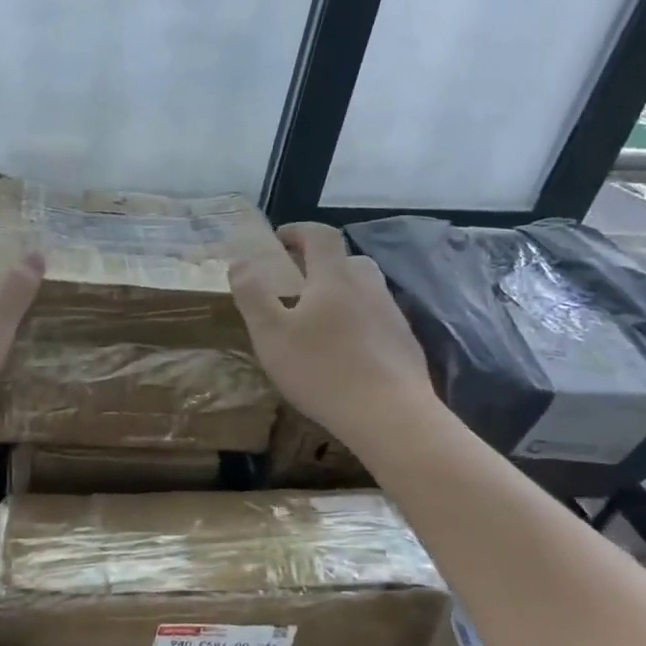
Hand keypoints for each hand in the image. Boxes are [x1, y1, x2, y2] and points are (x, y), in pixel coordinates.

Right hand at [228, 221, 433, 435]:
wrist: (389, 415)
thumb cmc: (321, 370)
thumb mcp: (271, 333)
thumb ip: (252, 294)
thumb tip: (239, 261)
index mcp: (334, 278)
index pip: (320, 236)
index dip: (298, 231)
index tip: (278, 240)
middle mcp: (368, 287)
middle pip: (347, 260)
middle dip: (321, 264)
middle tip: (297, 284)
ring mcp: (392, 315)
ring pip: (365, 290)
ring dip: (341, 293)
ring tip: (319, 320)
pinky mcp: (405, 344)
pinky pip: (377, 319)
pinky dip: (358, 322)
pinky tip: (345, 351)